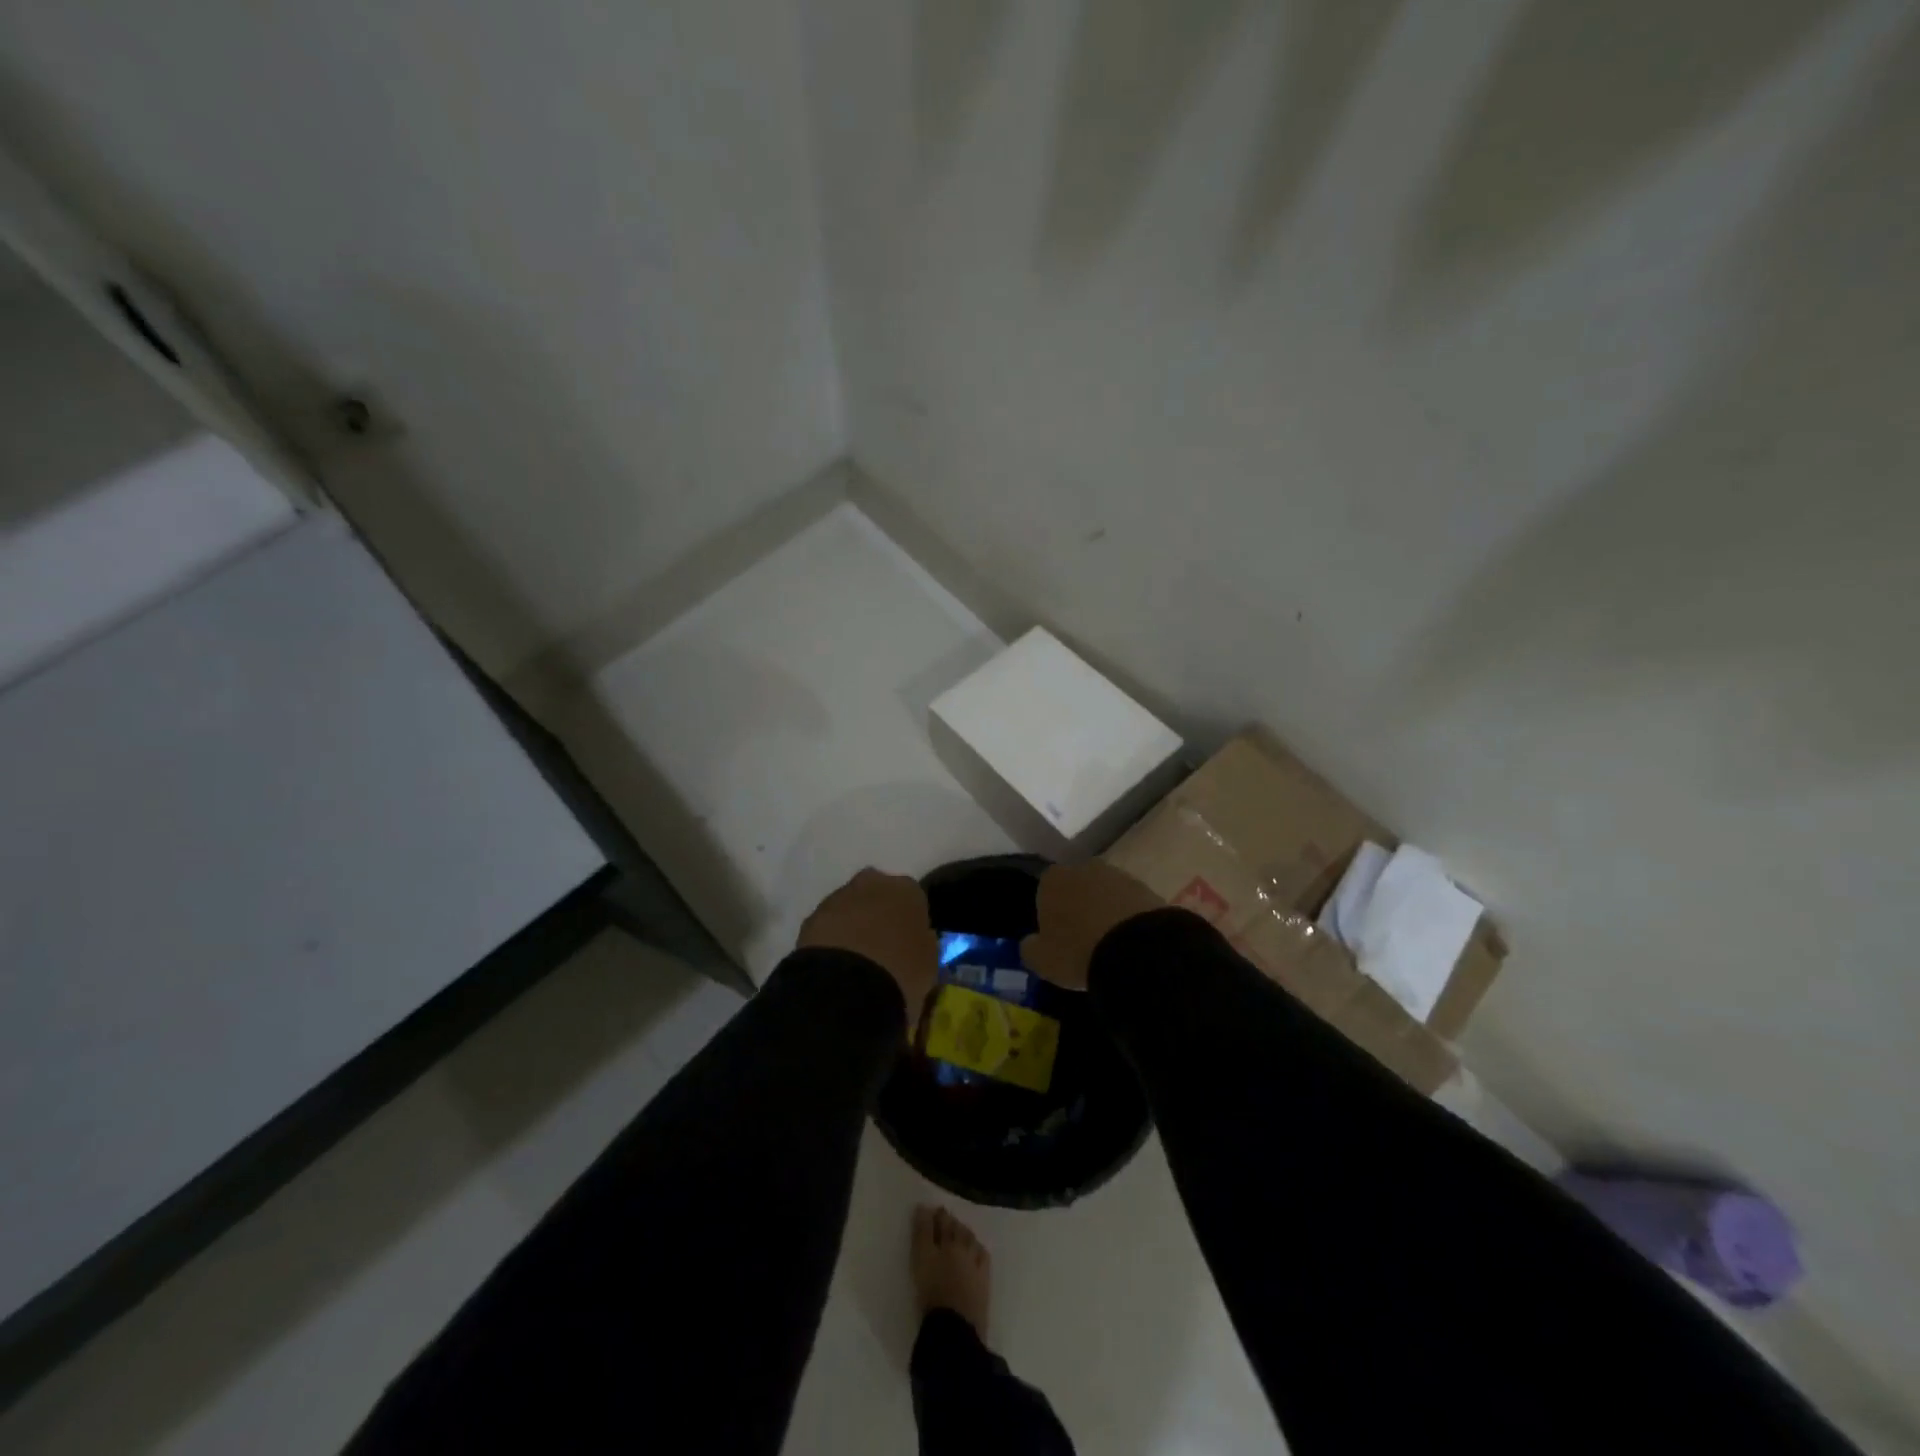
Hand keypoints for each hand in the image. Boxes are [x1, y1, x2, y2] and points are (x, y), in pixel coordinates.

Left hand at [798, 868, 938, 1018]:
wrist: (846, 986)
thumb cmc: (901, 971)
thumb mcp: (929, 961)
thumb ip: (923, 943)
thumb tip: (916, 941)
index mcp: (907, 889)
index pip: (913, 898)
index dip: (910, 921)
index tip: (909, 943)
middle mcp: (872, 882)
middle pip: (878, 894)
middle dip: (878, 914)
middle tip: (881, 947)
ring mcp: (837, 897)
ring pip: (850, 908)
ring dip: (852, 926)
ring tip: (855, 961)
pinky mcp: (810, 918)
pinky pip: (828, 927)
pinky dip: (832, 941)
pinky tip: (836, 966)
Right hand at [1020, 861, 1164, 990]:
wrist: (1137, 949)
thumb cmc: (1078, 951)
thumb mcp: (1042, 960)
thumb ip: (1030, 948)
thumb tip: (1031, 942)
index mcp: (1052, 879)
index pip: (1043, 892)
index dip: (1048, 915)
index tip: (1055, 938)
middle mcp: (1083, 867)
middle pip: (1075, 888)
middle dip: (1077, 908)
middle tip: (1082, 940)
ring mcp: (1117, 875)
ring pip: (1103, 894)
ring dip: (1104, 911)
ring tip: (1109, 943)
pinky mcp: (1145, 887)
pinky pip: (1128, 903)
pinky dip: (1126, 917)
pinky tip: (1129, 941)